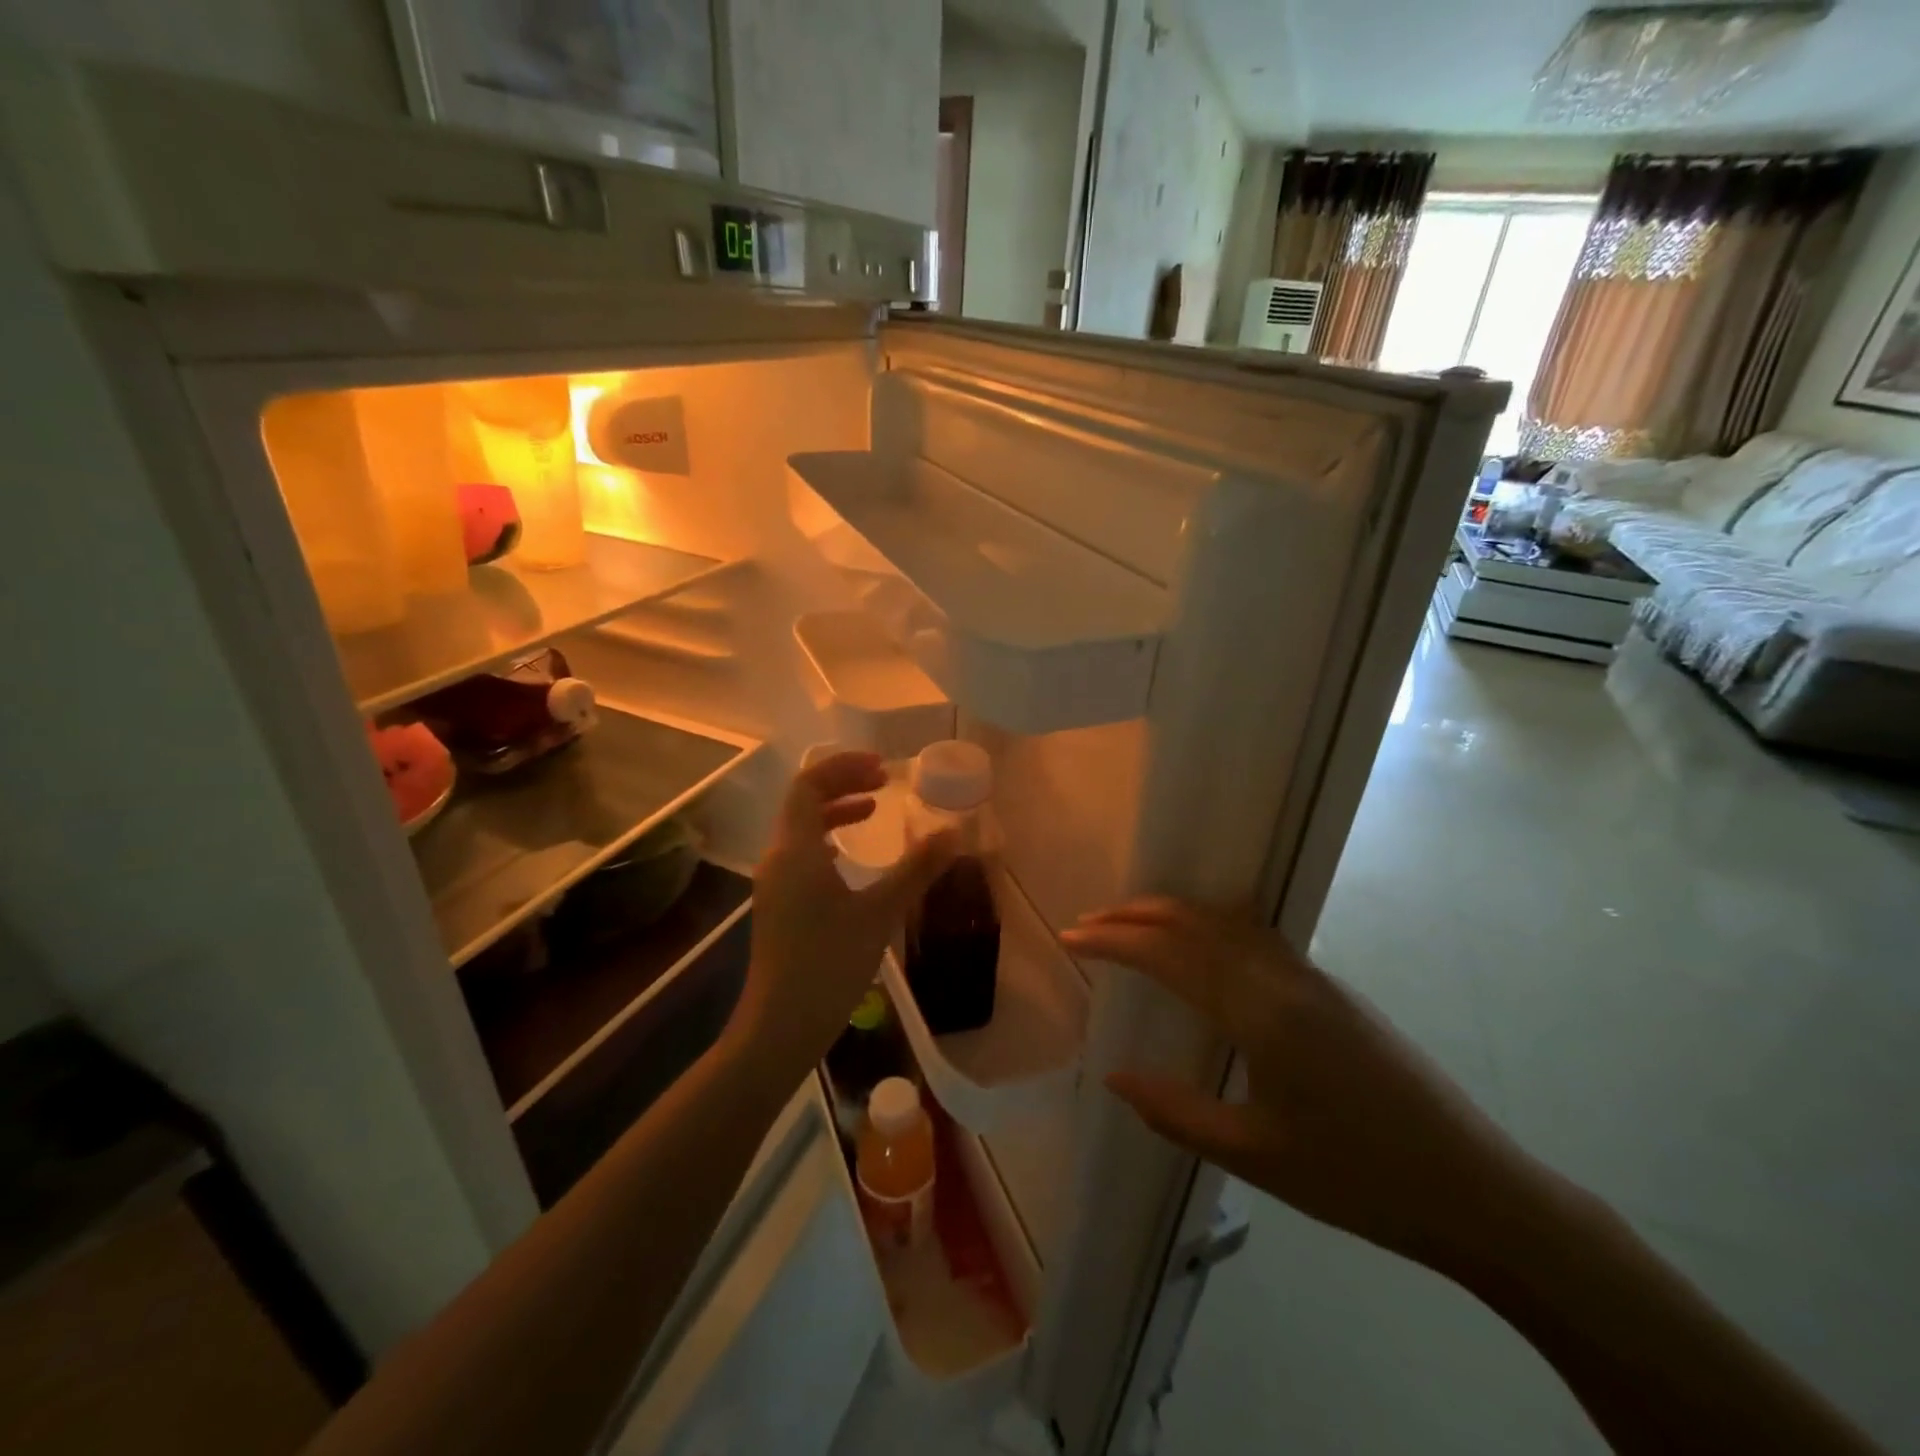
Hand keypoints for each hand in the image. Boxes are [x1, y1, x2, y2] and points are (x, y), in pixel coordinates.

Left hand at [734, 751, 954, 1077]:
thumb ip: (916, 869)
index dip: (844, 768)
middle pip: (803, 801)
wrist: (781, 1026)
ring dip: (835, 811)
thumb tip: (953, 833)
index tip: (882, 767)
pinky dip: (828, 839)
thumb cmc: (829, 964)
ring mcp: (774, 883)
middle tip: (884, 782)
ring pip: (801, 828)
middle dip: (843, 784)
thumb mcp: (880, 913)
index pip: (809, 784)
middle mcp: (777, 857)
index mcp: (795, 849)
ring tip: (874, 808)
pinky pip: (801, 853)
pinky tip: (851, 856)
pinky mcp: (779, 904)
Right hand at [1062, 898, 1548, 1267]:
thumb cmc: (1358, 1178)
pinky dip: (1209, 926)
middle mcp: (1283, 977)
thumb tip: (1113, 1077)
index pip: (1170, 954)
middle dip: (1135, 916)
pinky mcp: (1331, 987)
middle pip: (1196, 923)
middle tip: (1090, 922)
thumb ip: (1175, 1112)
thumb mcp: (1255, 1155)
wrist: (1475, 1189)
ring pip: (1227, 922)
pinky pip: (1254, 936)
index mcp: (1261, 1013)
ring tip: (1131, 923)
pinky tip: (1200, 946)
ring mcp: (1312, 976)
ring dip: (1173, 914)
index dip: (1115, 940)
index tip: (1073, 937)